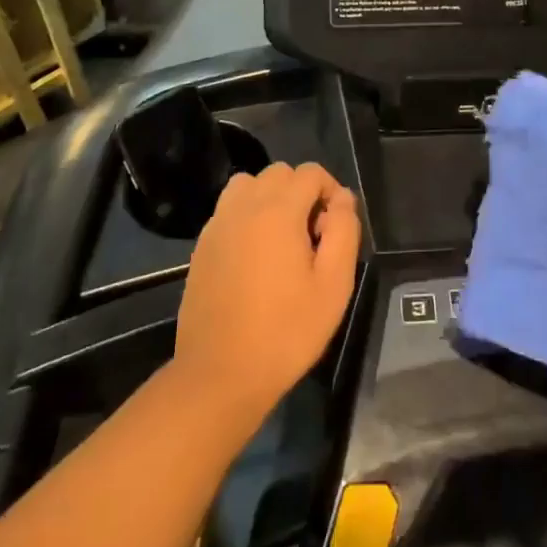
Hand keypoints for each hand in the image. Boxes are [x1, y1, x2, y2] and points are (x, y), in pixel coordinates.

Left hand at [172, 162, 360, 435]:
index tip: (335, 229)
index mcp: (278, 211)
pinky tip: (255, 257)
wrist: (220, 374)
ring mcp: (218, 224)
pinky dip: (246, 216)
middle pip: (279, 173)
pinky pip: (229, 210)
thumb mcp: (334, 285)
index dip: (331, 191)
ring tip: (282, 238)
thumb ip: (344, 231)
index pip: (310, 172)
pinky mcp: (202, 245)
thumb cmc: (286, 331)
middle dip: (302, 192)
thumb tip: (342, 199)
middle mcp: (244, 206)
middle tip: (312, 236)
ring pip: (248, 184)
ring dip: (270, 198)